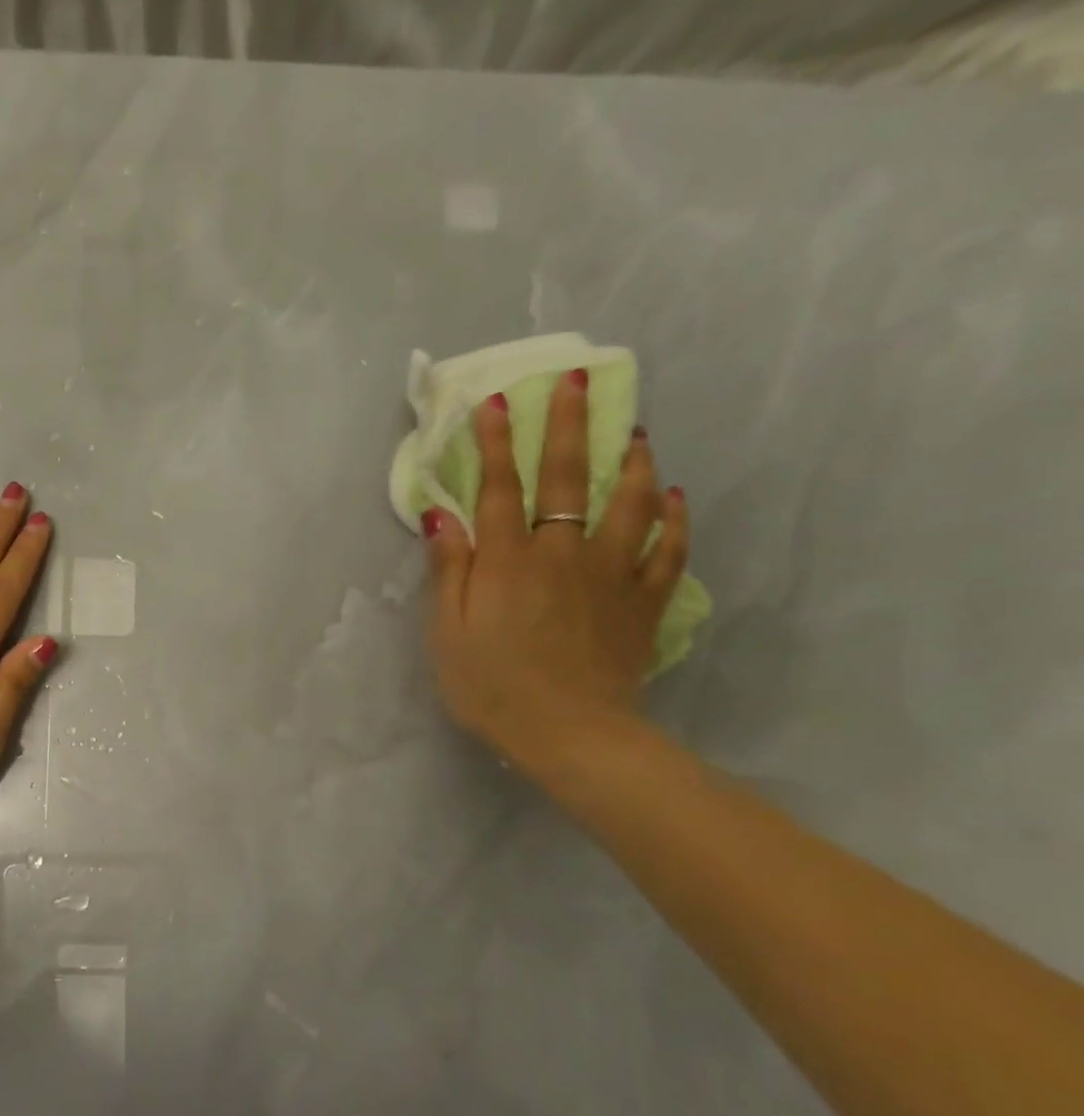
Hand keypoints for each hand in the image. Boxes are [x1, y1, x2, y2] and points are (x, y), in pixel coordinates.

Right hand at [425, 370, 690, 765]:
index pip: (500, 488)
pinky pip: (666, 552)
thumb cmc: (491, 687)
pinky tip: (674, 499)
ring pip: (629, 504)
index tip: (498, 402)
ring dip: (632, 462)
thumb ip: (448, 570)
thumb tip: (441, 514)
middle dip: (567, 426)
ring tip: (635, 433)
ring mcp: (611, 575)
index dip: (497, 443)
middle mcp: (562, 553)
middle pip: (567, 479)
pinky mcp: (642, 603)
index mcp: (507, 561)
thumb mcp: (447, 633)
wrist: (568, 733)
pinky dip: (673, 522)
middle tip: (574, 382)